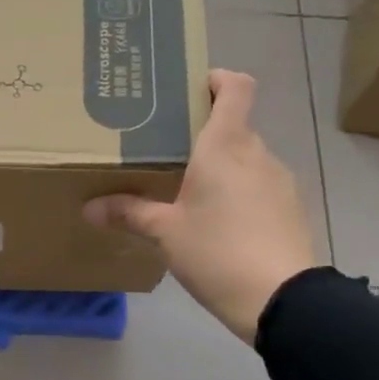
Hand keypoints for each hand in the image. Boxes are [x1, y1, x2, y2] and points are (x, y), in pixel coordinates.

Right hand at [84, 69, 317, 342]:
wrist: (282, 300)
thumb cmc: (217, 252)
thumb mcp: (166, 233)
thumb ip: (129, 213)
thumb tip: (89, 208)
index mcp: (225, 146)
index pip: (235, 87)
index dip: (216, 79)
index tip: (188, 90)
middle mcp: (257, 153)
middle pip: (233, 125)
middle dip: (202, 133)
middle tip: (166, 150)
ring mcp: (279, 180)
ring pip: (245, 158)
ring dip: (220, 166)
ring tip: (187, 191)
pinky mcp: (290, 208)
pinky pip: (258, 185)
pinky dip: (237, 191)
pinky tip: (216, 222)